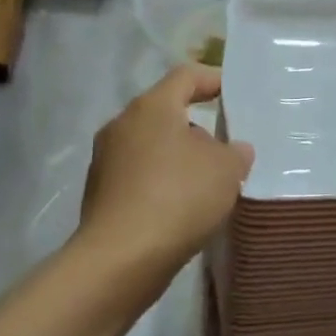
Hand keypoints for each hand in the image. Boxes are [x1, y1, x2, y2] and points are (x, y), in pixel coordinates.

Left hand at [77, 66, 253, 279]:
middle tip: (225, 145)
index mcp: (152, 106)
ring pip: (151, 145)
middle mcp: (122, 124)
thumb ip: (236, 152)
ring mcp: (105, 159)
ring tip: (206, 181)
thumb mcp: (226, 170)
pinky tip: (181, 207)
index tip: (233, 92)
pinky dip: (161, 181)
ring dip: (178, 156)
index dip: (212, 79)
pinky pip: (138, 175)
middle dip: (197, 125)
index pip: (186, 76)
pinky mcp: (99, 193)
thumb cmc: (178, 197)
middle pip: (165, 111)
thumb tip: (232, 150)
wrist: (120, 260)